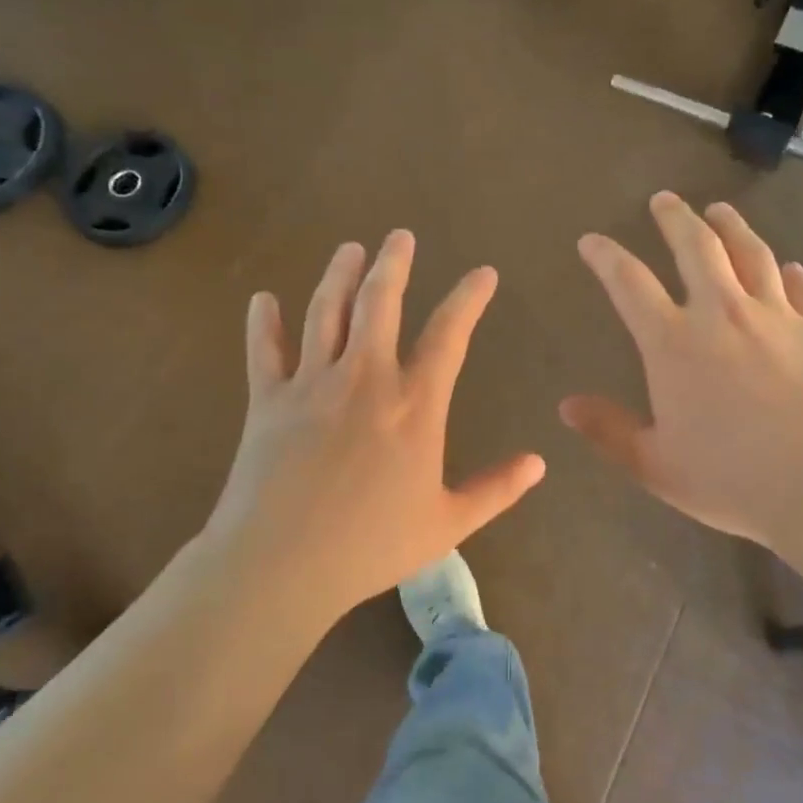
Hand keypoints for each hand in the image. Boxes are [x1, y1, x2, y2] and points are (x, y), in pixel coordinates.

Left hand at [204, 231, 545, 625]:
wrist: (280, 566)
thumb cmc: (370, 546)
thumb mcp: (447, 523)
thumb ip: (496, 489)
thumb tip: (539, 463)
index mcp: (414, 404)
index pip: (449, 334)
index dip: (469, 297)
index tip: (483, 273)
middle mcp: (365, 378)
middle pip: (379, 302)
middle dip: (393, 263)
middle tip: (400, 236)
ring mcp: (312, 384)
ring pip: (326, 312)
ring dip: (339, 275)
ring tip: (350, 249)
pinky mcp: (268, 400)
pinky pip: (264, 350)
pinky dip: (263, 322)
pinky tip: (263, 299)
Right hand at [561, 193, 802, 551]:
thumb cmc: (733, 481)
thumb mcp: (656, 466)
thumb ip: (608, 431)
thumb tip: (566, 405)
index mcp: (674, 343)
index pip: (629, 283)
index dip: (605, 257)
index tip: (591, 241)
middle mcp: (722, 314)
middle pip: (696, 247)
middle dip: (675, 218)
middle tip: (664, 199)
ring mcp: (777, 317)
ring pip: (751, 254)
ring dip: (731, 227)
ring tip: (719, 210)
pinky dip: (791, 274)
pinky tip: (789, 267)